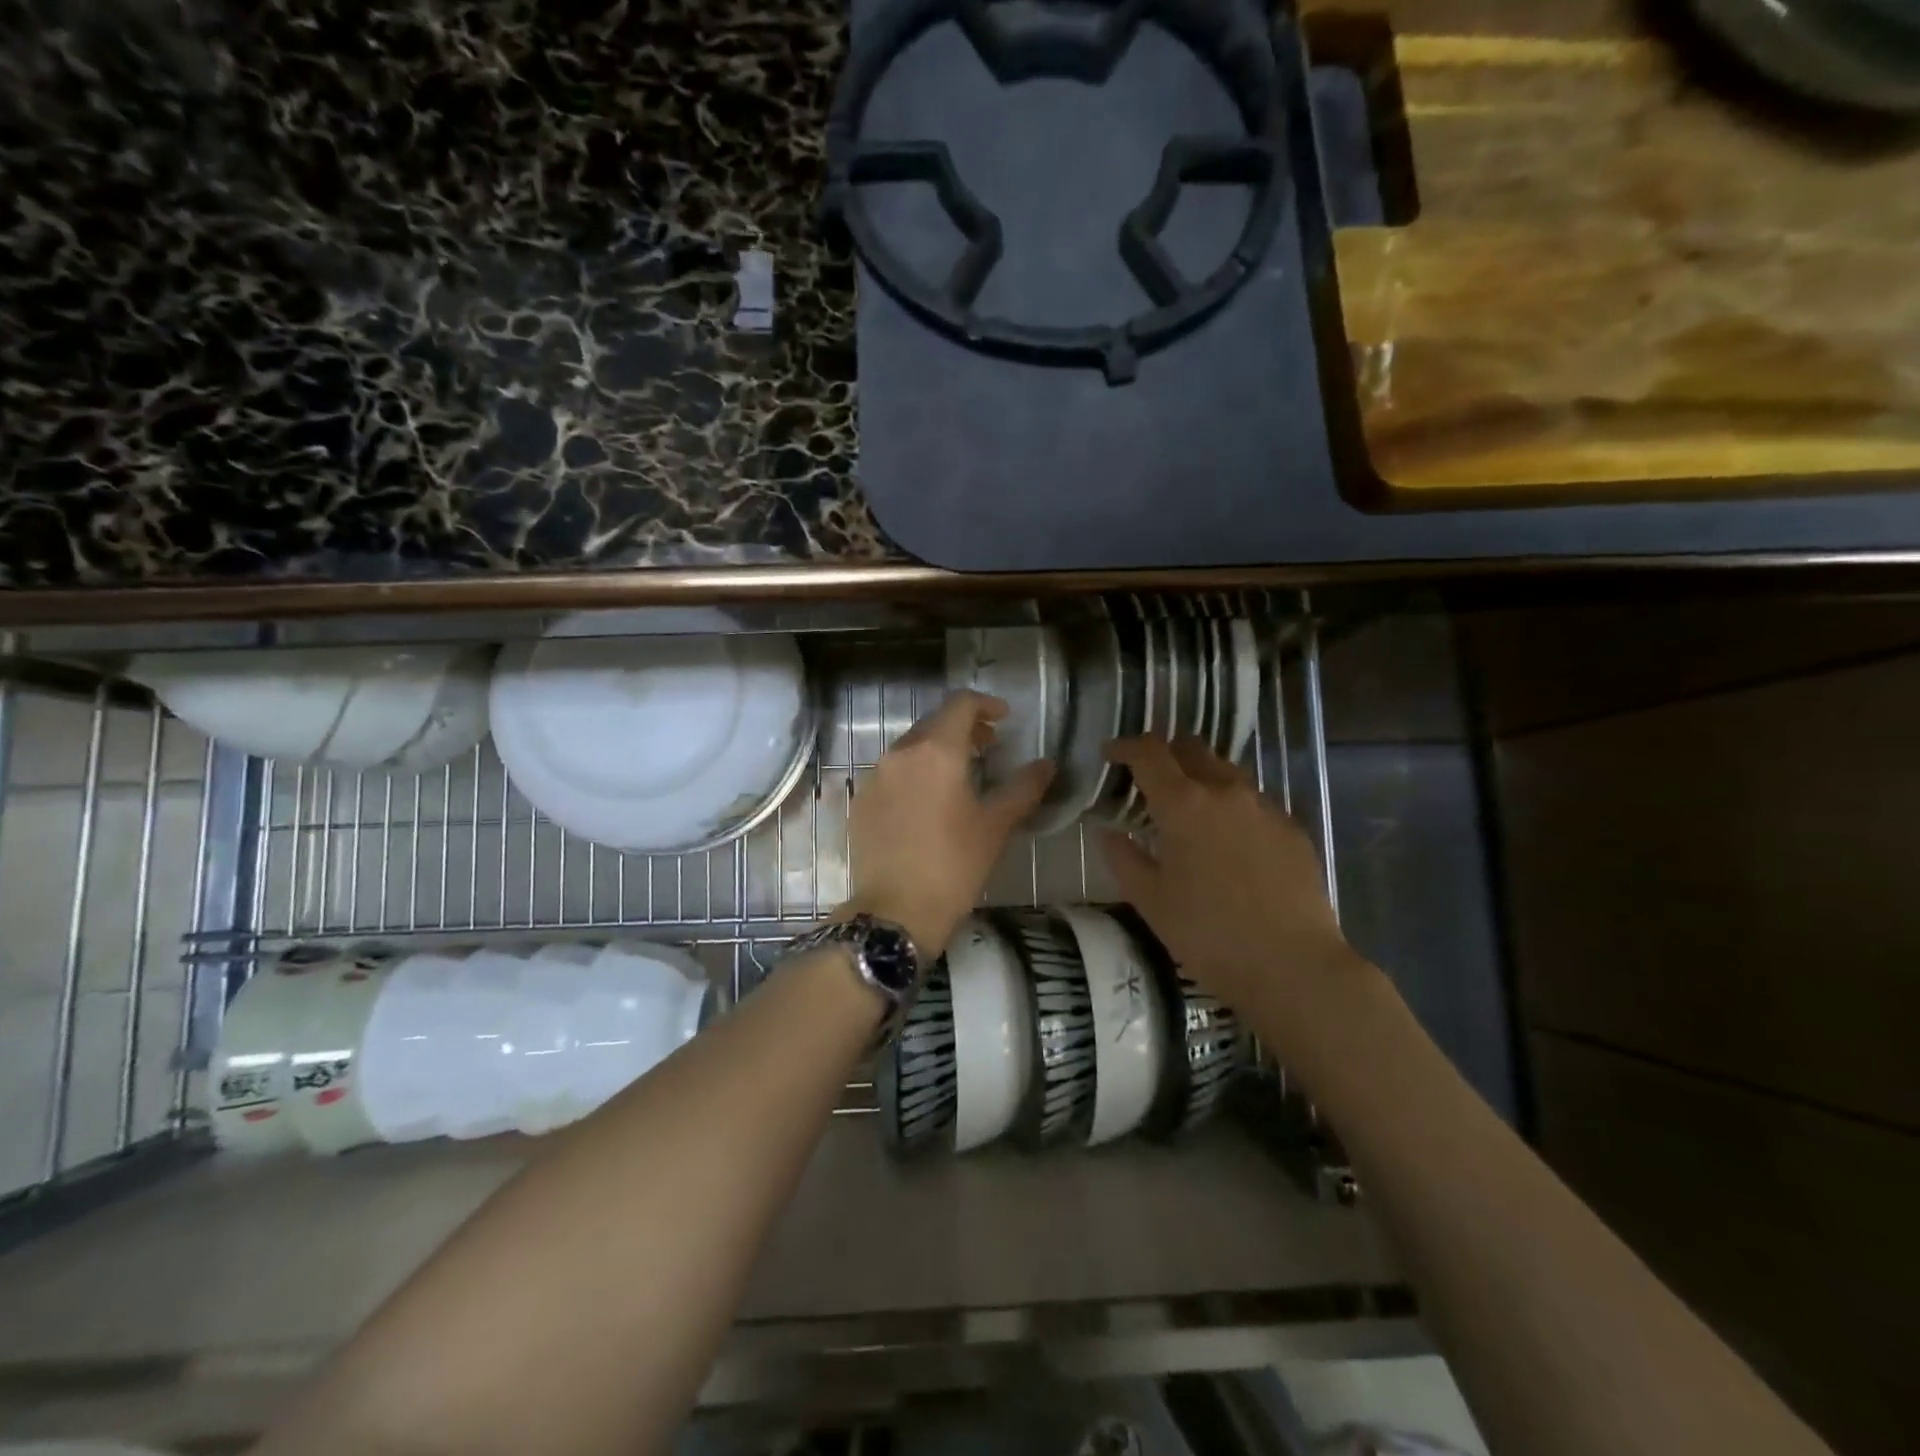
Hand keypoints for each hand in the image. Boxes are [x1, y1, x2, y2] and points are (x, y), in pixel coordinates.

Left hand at [845, 690, 1053, 961]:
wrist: (895, 911)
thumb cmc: (954, 865)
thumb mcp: (996, 825)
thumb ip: (1024, 788)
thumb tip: (1046, 764)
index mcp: (936, 751)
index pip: (960, 705)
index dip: (985, 704)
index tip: (1004, 719)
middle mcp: (900, 754)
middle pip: (933, 723)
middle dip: (963, 728)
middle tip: (988, 748)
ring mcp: (874, 777)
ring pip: (910, 748)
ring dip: (937, 751)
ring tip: (959, 776)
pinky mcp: (860, 802)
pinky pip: (891, 773)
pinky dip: (914, 774)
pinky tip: (927, 802)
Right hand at [1099, 735, 1364, 1019]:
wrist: (1292, 966)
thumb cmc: (1208, 934)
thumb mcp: (1149, 899)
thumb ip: (1123, 857)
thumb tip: (1108, 831)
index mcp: (1184, 803)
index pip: (1149, 752)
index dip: (1125, 746)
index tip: (1110, 754)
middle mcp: (1226, 791)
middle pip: (1191, 748)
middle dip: (1165, 754)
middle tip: (1148, 779)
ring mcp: (1265, 807)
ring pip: (1226, 771)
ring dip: (1200, 777)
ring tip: (1189, 810)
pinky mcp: (1292, 828)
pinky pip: (1253, 801)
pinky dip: (1230, 805)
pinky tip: (1227, 840)